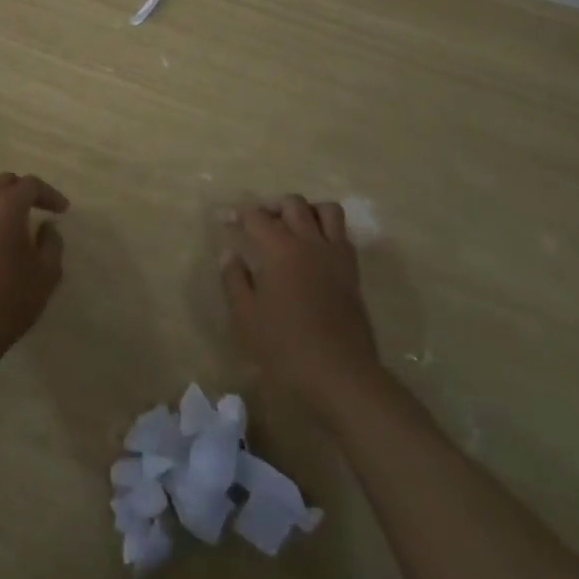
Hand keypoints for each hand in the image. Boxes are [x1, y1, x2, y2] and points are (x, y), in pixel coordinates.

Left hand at [0, 173, 68, 374]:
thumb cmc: (10, 300)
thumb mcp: (47, 273)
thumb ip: (52, 242)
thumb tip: (46, 226)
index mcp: (8, 206)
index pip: (31, 185)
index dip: (50, 194)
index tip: (62, 211)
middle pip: (4, 182)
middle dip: (23, 191)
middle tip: (38, 209)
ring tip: (8, 217)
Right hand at [222, 195, 382, 424]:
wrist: (341, 375)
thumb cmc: (286, 348)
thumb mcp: (247, 318)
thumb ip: (235, 280)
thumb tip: (229, 253)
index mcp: (279, 249)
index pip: (256, 217)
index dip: (238, 214)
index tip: (226, 219)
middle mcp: (309, 241)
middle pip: (292, 204)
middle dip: (272, 206)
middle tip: (259, 222)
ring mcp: (335, 254)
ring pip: (325, 210)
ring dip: (307, 210)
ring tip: (293, 226)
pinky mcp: (352, 271)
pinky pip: (343, 233)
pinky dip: (328, 229)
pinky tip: (315, 248)